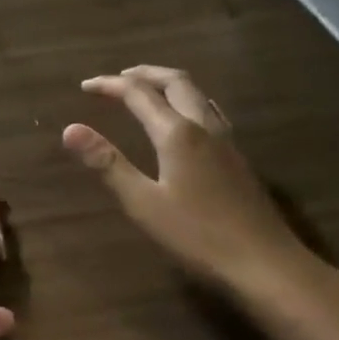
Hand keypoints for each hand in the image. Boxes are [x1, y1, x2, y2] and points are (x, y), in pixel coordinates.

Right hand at [63, 65, 327, 306]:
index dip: (109, 85)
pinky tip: (183, 121)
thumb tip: (70, 129)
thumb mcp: (143, 203)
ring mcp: (226, 141)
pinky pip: (209, 110)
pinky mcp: (237, 158)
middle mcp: (203, 126)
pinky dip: (186, 100)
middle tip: (118, 79)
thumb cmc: (198, 236)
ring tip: (146, 91)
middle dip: (143, 74)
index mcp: (177, 132)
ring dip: (168, 83)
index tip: (84, 86)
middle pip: (175, 81)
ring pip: (196, 93)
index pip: (138, 94)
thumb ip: (107, 163)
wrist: (267, 265)